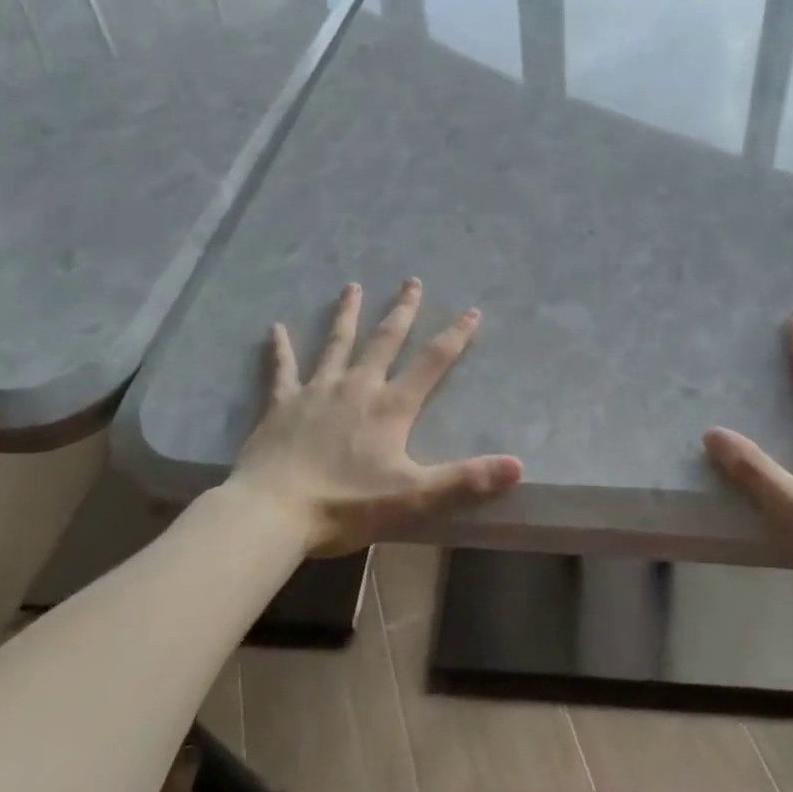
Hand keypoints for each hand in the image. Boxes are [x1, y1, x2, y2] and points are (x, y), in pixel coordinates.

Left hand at [229, 279, 522, 556]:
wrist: (274, 511)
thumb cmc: (346, 505)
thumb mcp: (414, 496)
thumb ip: (465, 479)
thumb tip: (518, 466)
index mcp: (390, 407)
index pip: (432, 362)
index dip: (455, 336)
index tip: (471, 310)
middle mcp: (357, 387)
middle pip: (385, 340)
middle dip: (402, 310)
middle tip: (411, 280)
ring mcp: (317, 391)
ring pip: (336, 343)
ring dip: (347, 315)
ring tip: (352, 287)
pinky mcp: (282, 404)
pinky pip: (282, 369)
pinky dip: (280, 348)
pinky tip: (274, 328)